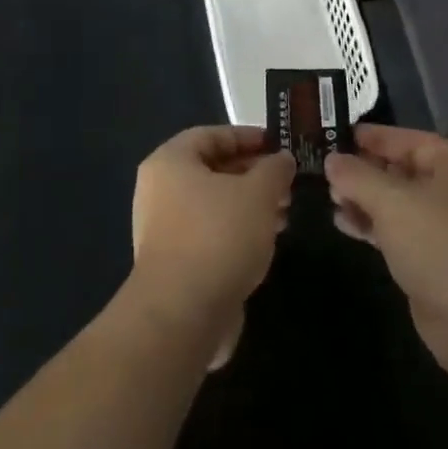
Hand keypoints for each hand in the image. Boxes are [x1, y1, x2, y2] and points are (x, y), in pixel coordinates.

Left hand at [131, 126, 295, 368]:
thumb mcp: (257, 194)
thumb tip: (282, 159)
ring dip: (249, 205)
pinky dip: (237, 231)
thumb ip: (274, 170)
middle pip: (212, 170)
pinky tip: (265, 242)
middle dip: (253, 174)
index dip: (247, 137)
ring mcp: (164, 228)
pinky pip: (210, 233)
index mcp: (170, 161)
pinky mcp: (174, 262)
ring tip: (285, 213)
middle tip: (288, 183)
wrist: (182, 313)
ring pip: (214, 204)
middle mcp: (159, 189)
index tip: (280, 146)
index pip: (211, 135)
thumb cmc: (218, 236)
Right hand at [324, 124, 447, 377]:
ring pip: (402, 204)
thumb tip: (332, 160)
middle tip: (328, 172)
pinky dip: (376, 227)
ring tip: (332, 199)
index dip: (374, 137)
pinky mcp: (441, 262)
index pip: (410, 140)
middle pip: (405, 171)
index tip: (339, 135)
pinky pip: (403, 233)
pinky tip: (346, 226)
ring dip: (367, 200)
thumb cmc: (439, 245)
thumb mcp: (391, 201)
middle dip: (366, 171)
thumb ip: (357, 176)